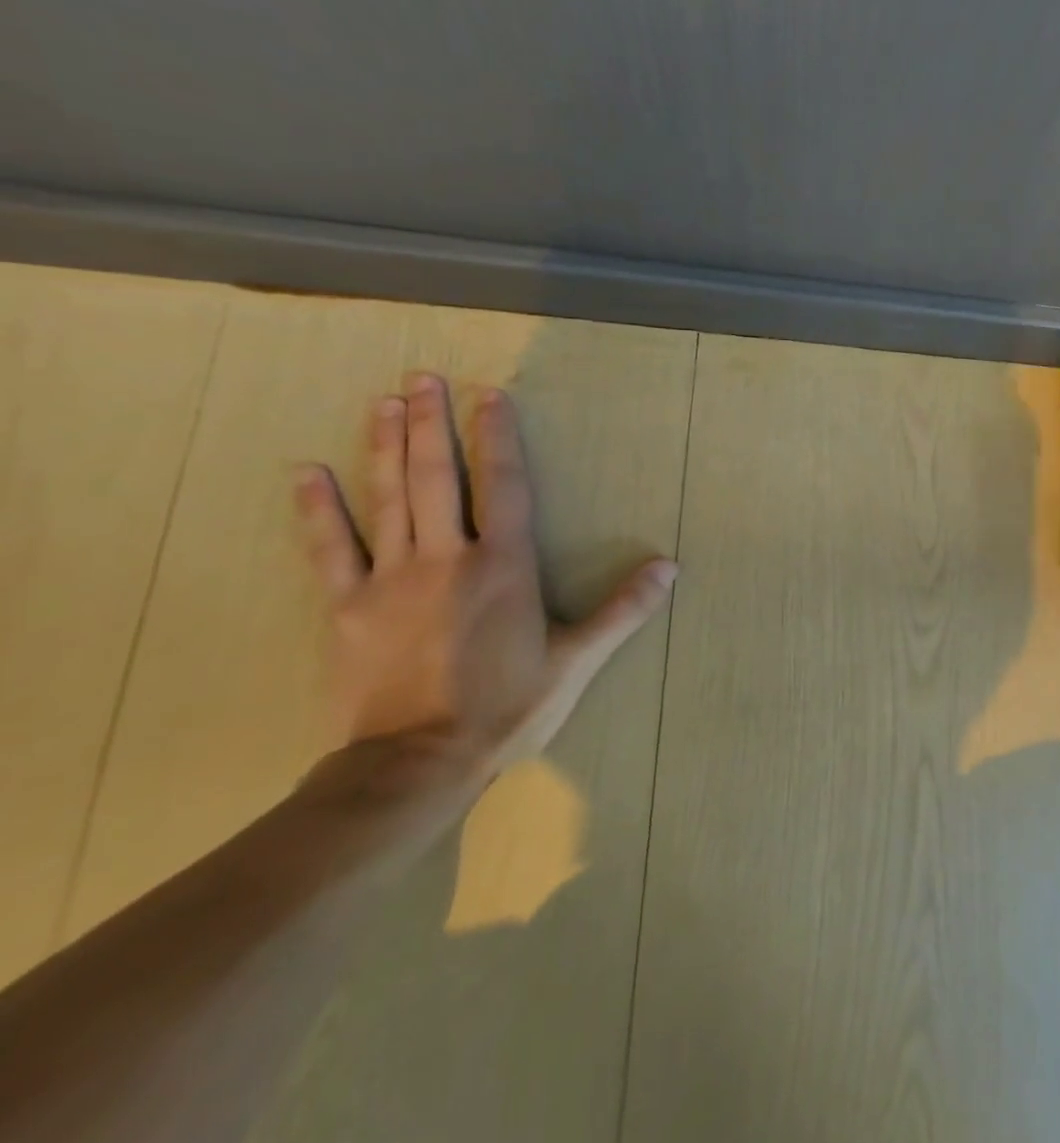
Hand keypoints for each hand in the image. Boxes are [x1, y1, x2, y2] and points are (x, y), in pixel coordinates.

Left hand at [293, 372, 676, 772]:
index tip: (490, 396)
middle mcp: (447, 559)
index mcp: (504, 567)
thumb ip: (623, 609)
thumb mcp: (577, 660)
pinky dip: (318, 509)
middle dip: (432, 424)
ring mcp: (389, 580)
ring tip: (385, 402)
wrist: (416, 764)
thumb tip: (670, 566)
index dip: (498, 438)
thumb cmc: (507, 707)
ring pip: (388, 499)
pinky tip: (306, 471)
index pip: (505, 487)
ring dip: (387, 446)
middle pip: (438, 478)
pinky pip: (329, 549)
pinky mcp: (347, 607)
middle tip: (424, 378)